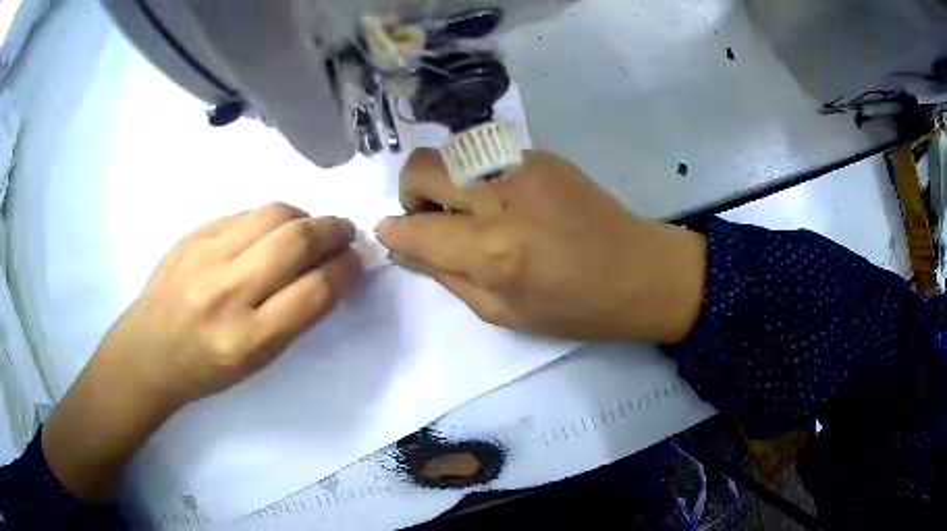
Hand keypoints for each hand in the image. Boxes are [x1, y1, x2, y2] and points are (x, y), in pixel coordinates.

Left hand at [105, 203, 363, 405]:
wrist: (148, 350)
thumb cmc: (206, 368)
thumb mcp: (257, 360)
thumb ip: (293, 316)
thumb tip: (329, 273)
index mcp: (248, 339)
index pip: (314, 291)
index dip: (346, 270)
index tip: (356, 262)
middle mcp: (227, 293)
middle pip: (295, 242)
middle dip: (334, 230)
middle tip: (346, 233)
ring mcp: (205, 256)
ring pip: (272, 214)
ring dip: (305, 216)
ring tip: (311, 227)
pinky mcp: (192, 234)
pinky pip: (244, 213)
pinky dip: (271, 218)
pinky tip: (272, 230)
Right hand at [375, 149, 705, 342]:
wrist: (641, 271)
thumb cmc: (576, 308)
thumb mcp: (503, 313)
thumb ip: (446, 275)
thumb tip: (404, 246)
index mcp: (493, 252)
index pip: (415, 228)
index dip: (393, 231)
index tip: (392, 235)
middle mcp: (502, 198)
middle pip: (422, 166)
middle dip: (411, 193)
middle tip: (432, 219)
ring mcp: (525, 167)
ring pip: (451, 152)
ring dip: (445, 181)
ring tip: (473, 212)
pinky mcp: (544, 155)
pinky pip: (487, 155)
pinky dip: (480, 176)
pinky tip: (509, 202)